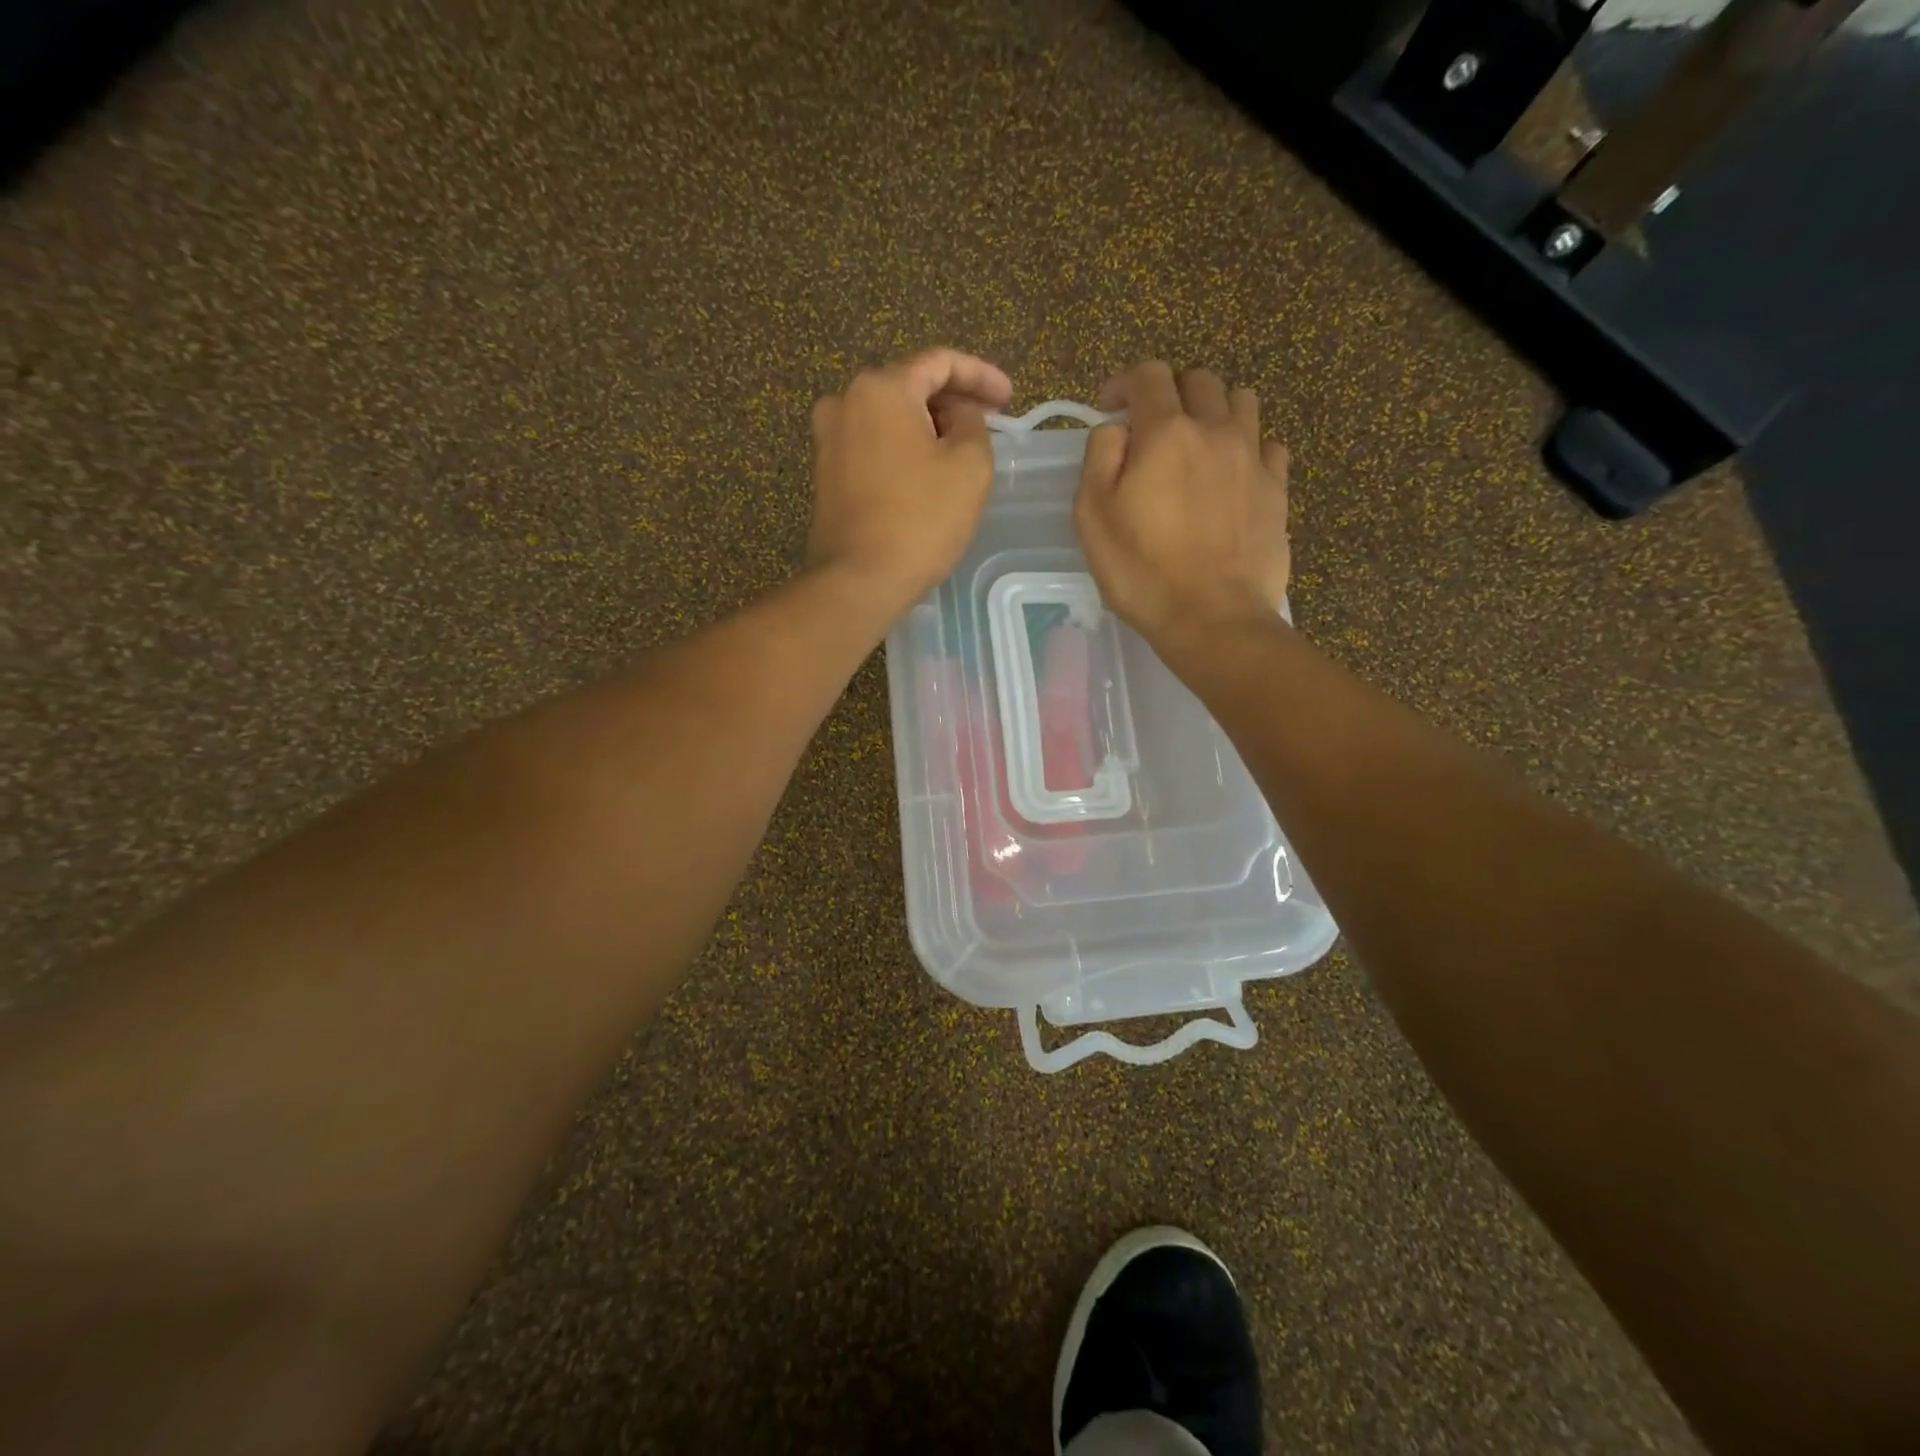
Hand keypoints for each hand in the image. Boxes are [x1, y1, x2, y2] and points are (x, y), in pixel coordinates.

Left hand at [806, 349, 1013, 616]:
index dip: (981, 375)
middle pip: (910, 386)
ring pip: (890, 418)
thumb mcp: (970, 466)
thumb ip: (973, 423)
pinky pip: (873, 445)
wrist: (858, 580)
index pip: (939, 362)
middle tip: (988, 424)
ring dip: (927, 427)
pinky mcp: (826, 473)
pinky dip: (903, 449)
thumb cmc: (920, 520)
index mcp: (881, 387)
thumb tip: (958, 414)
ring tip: (960, 451)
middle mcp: (845, 401)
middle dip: (953, 401)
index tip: (1009, 399)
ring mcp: (829, 438)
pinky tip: (926, 472)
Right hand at [1073, 362, 1289, 650]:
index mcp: (1166, 432)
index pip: (1148, 375)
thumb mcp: (1093, 515)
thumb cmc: (1142, 571)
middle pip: (1199, 380)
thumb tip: (1117, 429)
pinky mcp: (1278, 489)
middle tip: (1152, 429)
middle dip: (1170, 393)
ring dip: (1214, 410)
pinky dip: (1248, 446)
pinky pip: (1268, 444)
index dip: (1123, 382)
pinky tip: (1232, 473)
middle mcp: (1215, 430)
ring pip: (1242, 401)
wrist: (1212, 617)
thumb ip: (1100, 456)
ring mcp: (1253, 457)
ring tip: (1197, 443)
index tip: (1109, 408)